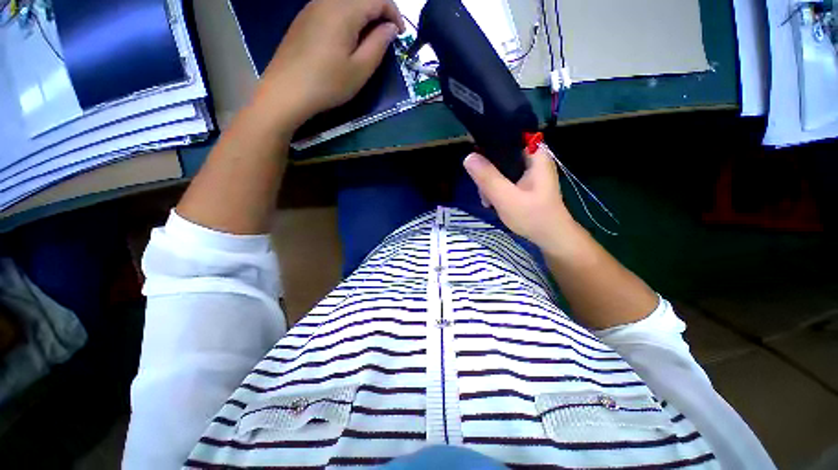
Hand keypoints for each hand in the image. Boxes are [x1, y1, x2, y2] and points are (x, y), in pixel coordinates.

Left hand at [257, 0, 404, 130]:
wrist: (286, 91)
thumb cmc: (328, 83)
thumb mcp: (360, 69)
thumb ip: (379, 44)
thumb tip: (390, 28)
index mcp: (344, 11)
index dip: (394, 13)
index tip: (400, 35)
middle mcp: (327, 1)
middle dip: (379, 12)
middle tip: (386, 37)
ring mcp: (312, 8)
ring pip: (345, 1)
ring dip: (362, 15)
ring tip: (368, 39)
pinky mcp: (303, 19)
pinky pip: (331, 8)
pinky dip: (346, 17)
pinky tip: (346, 38)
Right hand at [464, 144, 575, 250]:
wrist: (551, 238)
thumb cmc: (533, 217)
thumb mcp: (506, 198)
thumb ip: (488, 178)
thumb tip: (468, 157)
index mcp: (535, 155)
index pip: (508, 135)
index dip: (489, 142)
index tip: (474, 158)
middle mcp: (532, 158)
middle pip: (501, 153)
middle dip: (487, 170)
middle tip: (482, 190)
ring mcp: (528, 171)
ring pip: (501, 167)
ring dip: (489, 182)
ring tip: (487, 200)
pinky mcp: (524, 183)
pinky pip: (504, 178)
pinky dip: (496, 188)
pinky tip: (491, 201)